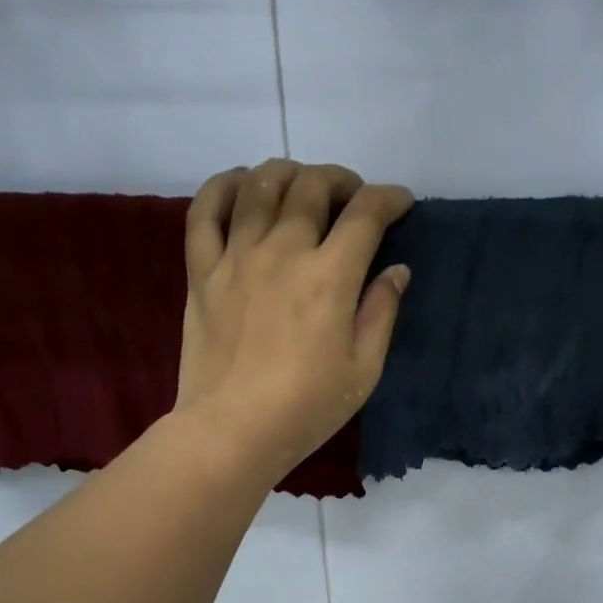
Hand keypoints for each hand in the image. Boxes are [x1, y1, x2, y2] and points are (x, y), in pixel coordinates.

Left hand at [175, 159, 412, 475]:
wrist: (233, 430)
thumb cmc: (307, 408)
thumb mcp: (363, 370)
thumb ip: (381, 313)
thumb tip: (397, 271)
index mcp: (330, 277)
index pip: (365, 215)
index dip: (388, 199)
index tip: (400, 203)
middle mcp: (284, 251)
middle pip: (312, 187)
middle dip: (341, 181)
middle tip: (352, 197)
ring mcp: (237, 256)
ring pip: (260, 185)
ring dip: (288, 173)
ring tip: (301, 185)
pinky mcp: (202, 271)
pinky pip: (205, 210)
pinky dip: (223, 186)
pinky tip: (240, 185)